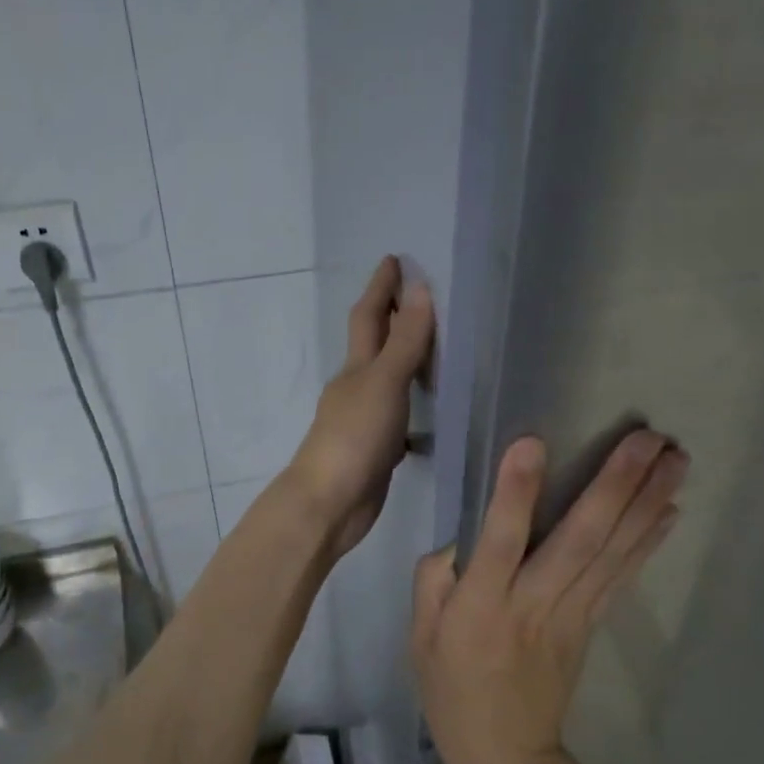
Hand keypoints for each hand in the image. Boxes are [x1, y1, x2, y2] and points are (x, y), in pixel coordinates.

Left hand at [285, 256, 434, 555]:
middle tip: (417, 295)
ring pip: (386, 380)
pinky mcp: (375, 450)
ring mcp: (364, 420)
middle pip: (374, 344)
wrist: (329, 503)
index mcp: (356, 367)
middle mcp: (357, 388)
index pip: (369, 316)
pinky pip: (398, 417)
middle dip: (390, 317)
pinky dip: (413, 407)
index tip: (394, 259)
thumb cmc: (354, 437)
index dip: (381, 287)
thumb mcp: (384, 383)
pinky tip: (430, 414)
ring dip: (403, 362)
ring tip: (434, 348)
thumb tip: (419, 288)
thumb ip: (405, 340)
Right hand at [411, 430, 686, 763]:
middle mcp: (533, 603)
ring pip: (612, 552)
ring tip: (677, 459)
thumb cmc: (453, 693)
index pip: (499, 541)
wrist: (507, 757)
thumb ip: (434, 580)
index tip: (533, 442)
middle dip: (616, 484)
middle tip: (648, 437)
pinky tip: (671, 510)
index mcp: (482, 606)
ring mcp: (571, 615)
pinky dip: (648, 542)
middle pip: (579, 539)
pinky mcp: (592, 625)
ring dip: (646, 503)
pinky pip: (622, 577)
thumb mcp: (420, 639)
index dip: (515, 493)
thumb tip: (462, 538)